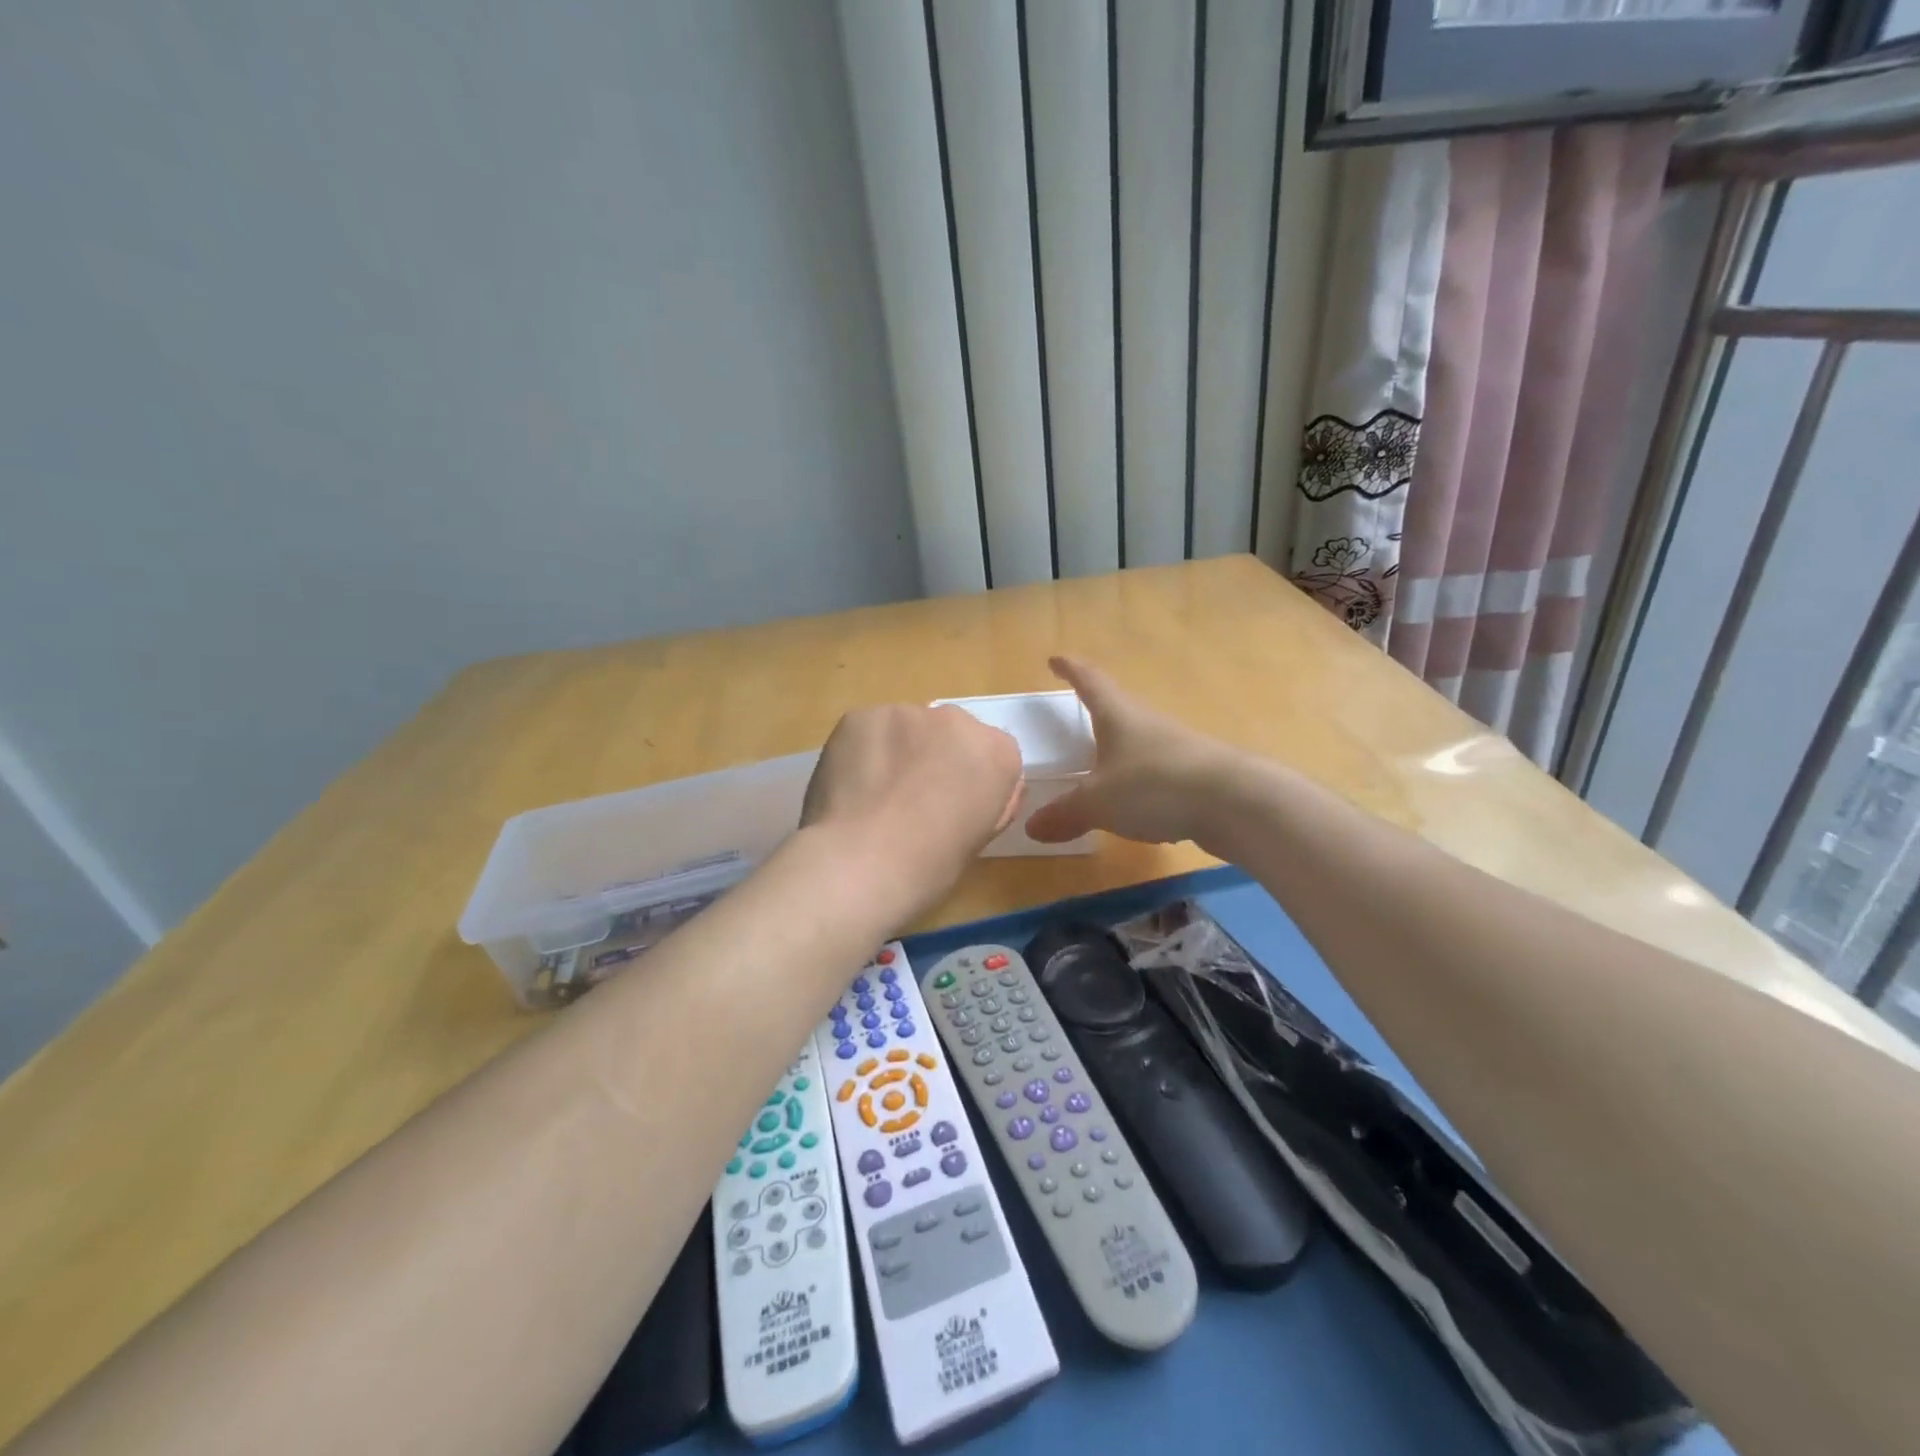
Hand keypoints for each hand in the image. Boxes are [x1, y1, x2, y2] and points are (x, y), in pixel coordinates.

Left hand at [800, 704, 1023, 920]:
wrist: (863, 863)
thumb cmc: (930, 865)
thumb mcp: (980, 837)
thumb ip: (987, 799)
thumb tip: (977, 786)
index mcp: (996, 753)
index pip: (991, 752)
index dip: (969, 779)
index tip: (950, 805)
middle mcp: (956, 720)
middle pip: (948, 732)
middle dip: (934, 757)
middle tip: (910, 799)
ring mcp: (905, 713)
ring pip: (904, 728)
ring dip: (895, 752)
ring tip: (874, 796)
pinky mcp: (861, 716)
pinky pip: (866, 730)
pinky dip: (861, 751)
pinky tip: (851, 786)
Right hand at [1024, 657, 1236, 846]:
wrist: (1235, 803)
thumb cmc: (1154, 786)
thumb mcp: (1098, 802)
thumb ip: (1064, 814)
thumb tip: (1032, 827)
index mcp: (1118, 716)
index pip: (1090, 682)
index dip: (1070, 669)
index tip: (1055, 660)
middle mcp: (1147, 724)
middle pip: (1117, 709)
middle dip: (1096, 711)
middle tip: (1077, 715)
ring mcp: (1176, 748)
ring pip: (1139, 744)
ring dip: (1120, 751)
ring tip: (1101, 768)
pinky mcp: (1196, 776)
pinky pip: (1158, 775)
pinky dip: (1141, 786)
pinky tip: (1138, 811)